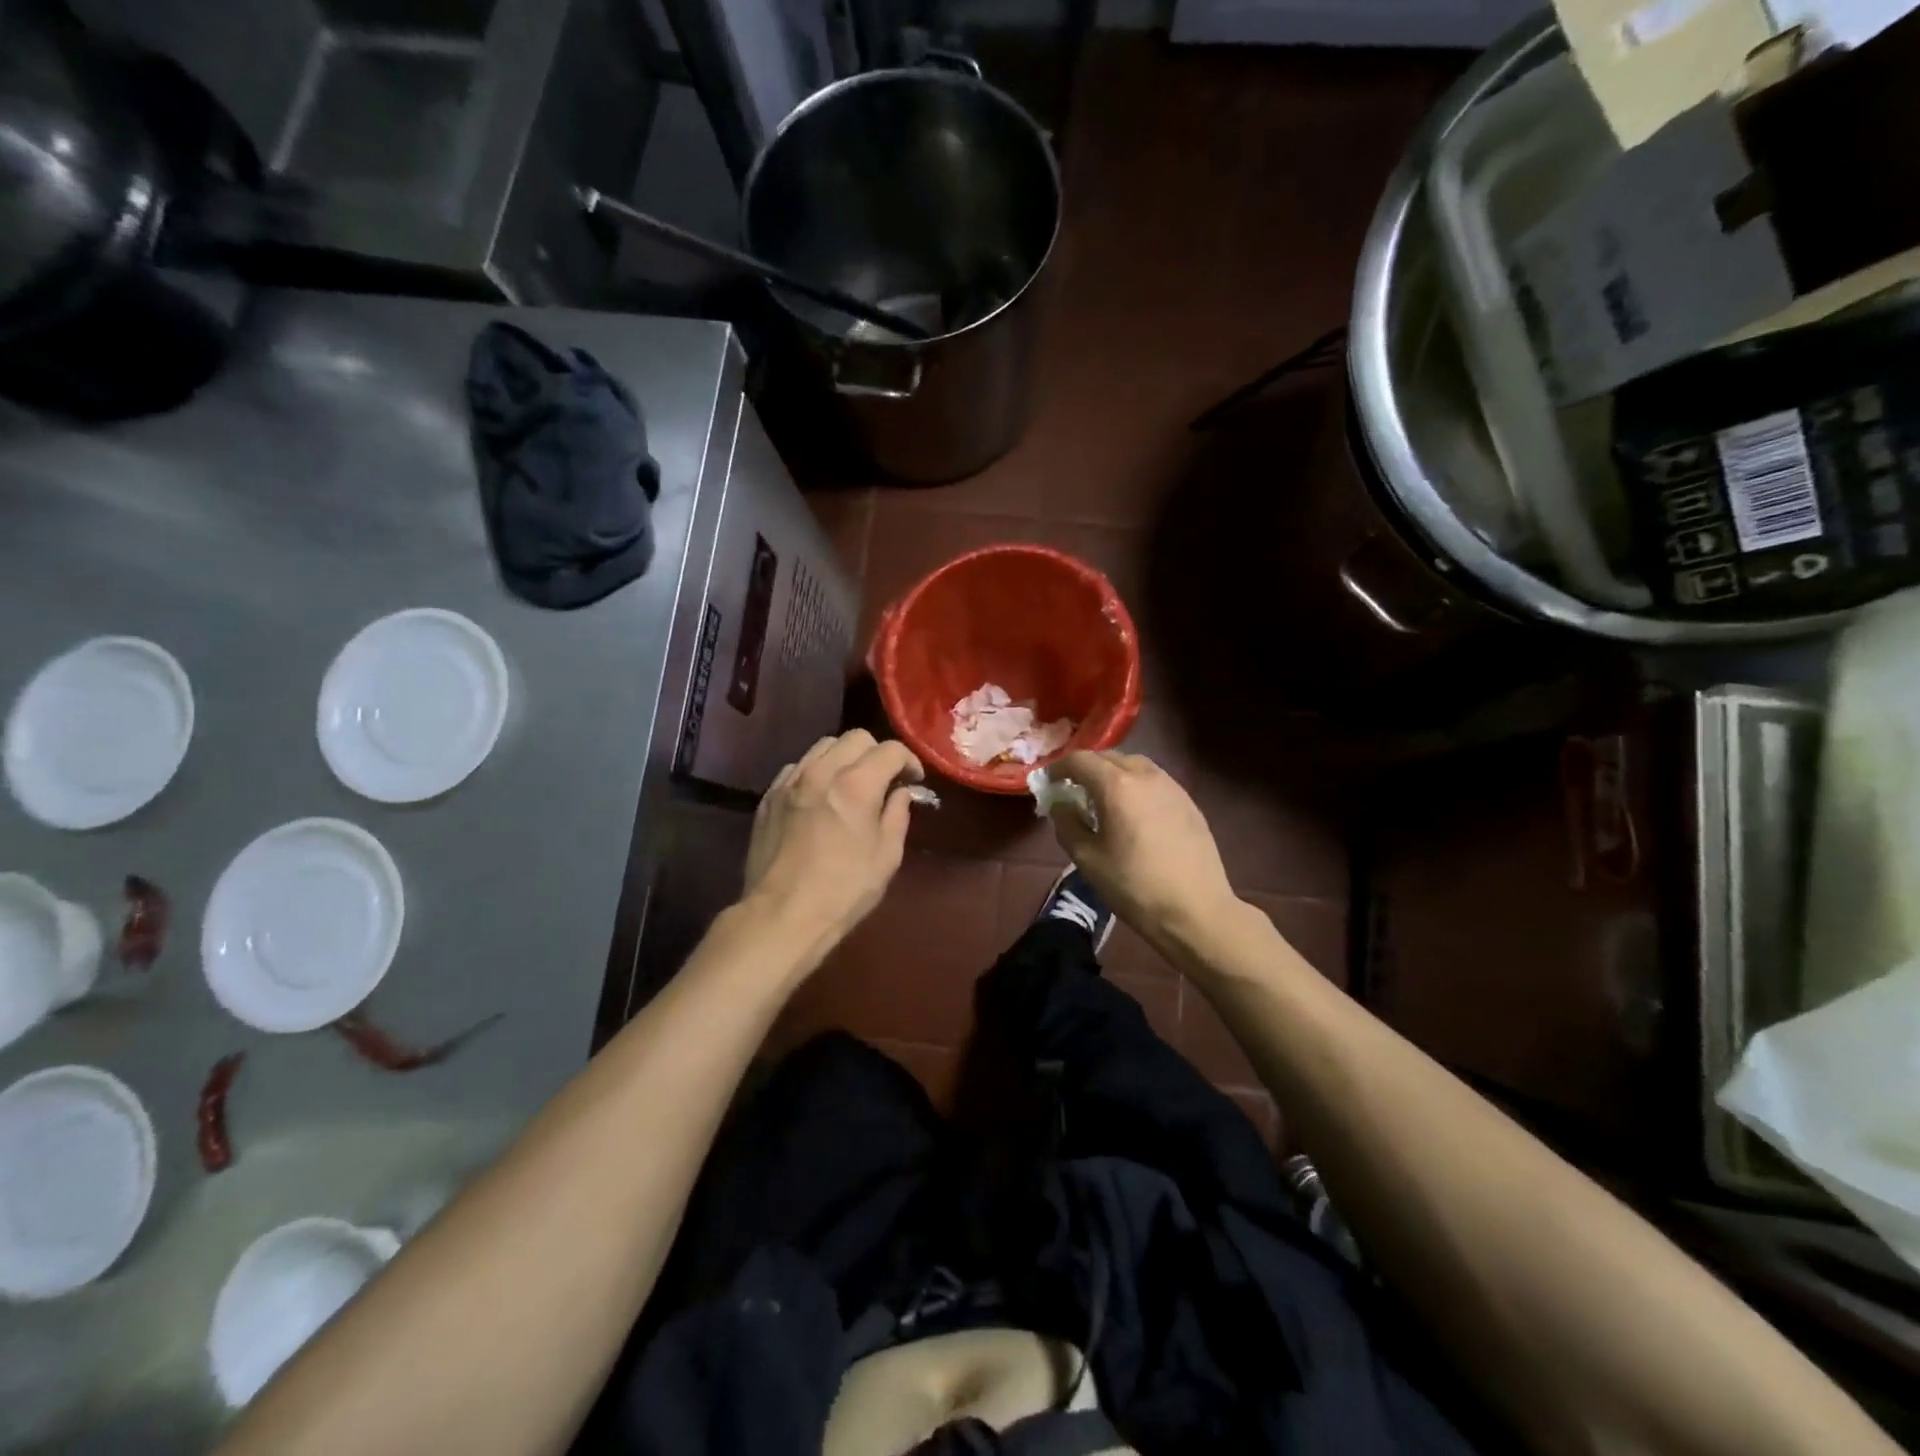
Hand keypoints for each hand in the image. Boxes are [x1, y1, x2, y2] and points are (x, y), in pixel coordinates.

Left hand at [743, 730, 923, 960]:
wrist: (782, 914)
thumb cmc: (844, 890)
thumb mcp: (886, 856)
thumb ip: (897, 815)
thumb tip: (901, 793)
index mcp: (856, 784)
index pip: (890, 750)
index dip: (909, 761)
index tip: (913, 780)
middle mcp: (821, 771)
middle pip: (855, 738)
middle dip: (877, 753)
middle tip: (884, 779)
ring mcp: (790, 781)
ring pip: (823, 746)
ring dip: (844, 758)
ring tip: (850, 783)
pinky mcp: (769, 796)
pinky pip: (797, 767)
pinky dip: (815, 772)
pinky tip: (820, 797)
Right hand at [1045, 750, 1238, 941]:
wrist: (1196, 910)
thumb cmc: (1134, 886)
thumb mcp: (1087, 859)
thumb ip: (1067, 824)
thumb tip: (1061, 804)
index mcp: (1117, 786)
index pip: (1080, 760)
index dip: (1059, 768)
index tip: (1048, 783)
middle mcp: (1146, 775)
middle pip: (1109, 757)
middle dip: (1086, 768)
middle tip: (1073, 789)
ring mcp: (1172, 786)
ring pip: (1135, 765)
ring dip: (1113, 773)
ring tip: (1103, 798)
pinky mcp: (1188, 802)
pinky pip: (1154, 780)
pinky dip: (1135, 785)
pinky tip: (1133, 811)